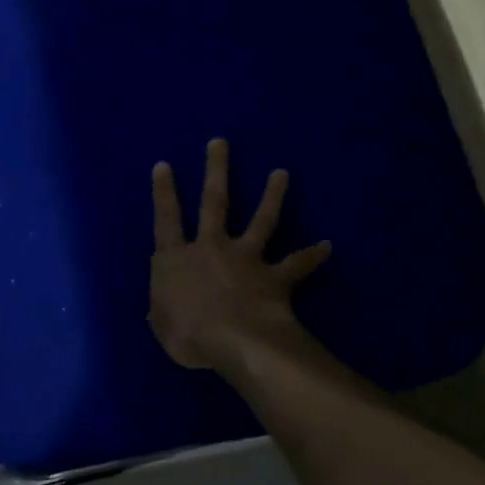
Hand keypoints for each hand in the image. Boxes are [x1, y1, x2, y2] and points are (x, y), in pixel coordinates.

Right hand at [149, 139, 331, 370]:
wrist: (236, 341)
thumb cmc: (189, 334)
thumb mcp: (162, 327)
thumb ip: (160, 312)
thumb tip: (157, 309)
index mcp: (177, 260)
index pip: (166, 219)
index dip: (163, 192)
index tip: (164, 165)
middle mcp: (211, 248)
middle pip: (214, 202)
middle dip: (216, 170)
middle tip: (221, 143)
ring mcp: (245, 258)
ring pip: (261, 220)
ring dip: (273, 196)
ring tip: (282, 173)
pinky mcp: (274, 276)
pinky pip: (297, 264)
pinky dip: (313, 255)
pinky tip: (327, 246)